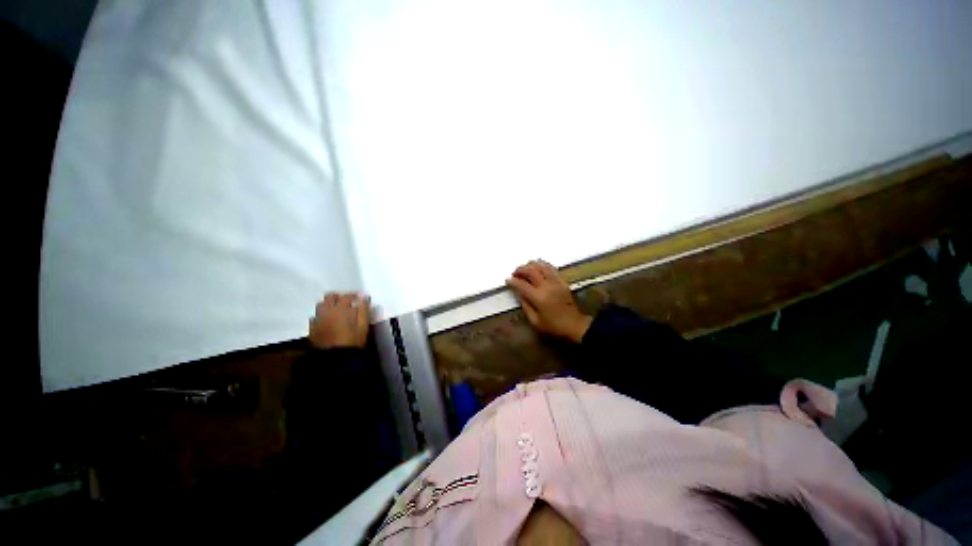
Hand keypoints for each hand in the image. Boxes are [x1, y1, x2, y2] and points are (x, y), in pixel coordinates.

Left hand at [309, 292, 370, 348]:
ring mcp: (318, 319)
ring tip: (335, 309)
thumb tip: (364, 298)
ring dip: (328, 304)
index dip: (354, 295)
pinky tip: (327, 320)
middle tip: (346, 301)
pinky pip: (315, 316)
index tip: (359, 298)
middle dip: (338, 296)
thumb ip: (364, 310)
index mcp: (341, 309)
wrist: (334, 358)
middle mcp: (327, 311)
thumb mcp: (363, 326)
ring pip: (320, 305)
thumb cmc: (353, 341)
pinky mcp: (312, 328)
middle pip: (330, 297)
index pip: (347, 296)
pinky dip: (321, 315)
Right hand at [506, 260, 592, 342]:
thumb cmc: (554, 326)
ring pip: (541, 267)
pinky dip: (543, 265)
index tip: (508, 280)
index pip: (522, 285)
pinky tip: (538, 266)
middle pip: (531, 271)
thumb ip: (525, 305)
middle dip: (521, 270)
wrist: (574, 325)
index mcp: (539, 298)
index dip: (513, 281)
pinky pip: (551, 268)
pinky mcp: (562, 281)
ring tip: (525, 268)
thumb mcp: (535, 321)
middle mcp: (547, 286)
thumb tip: (518, 294)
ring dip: (531, 265)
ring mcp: (556, 282)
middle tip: (515, 273)